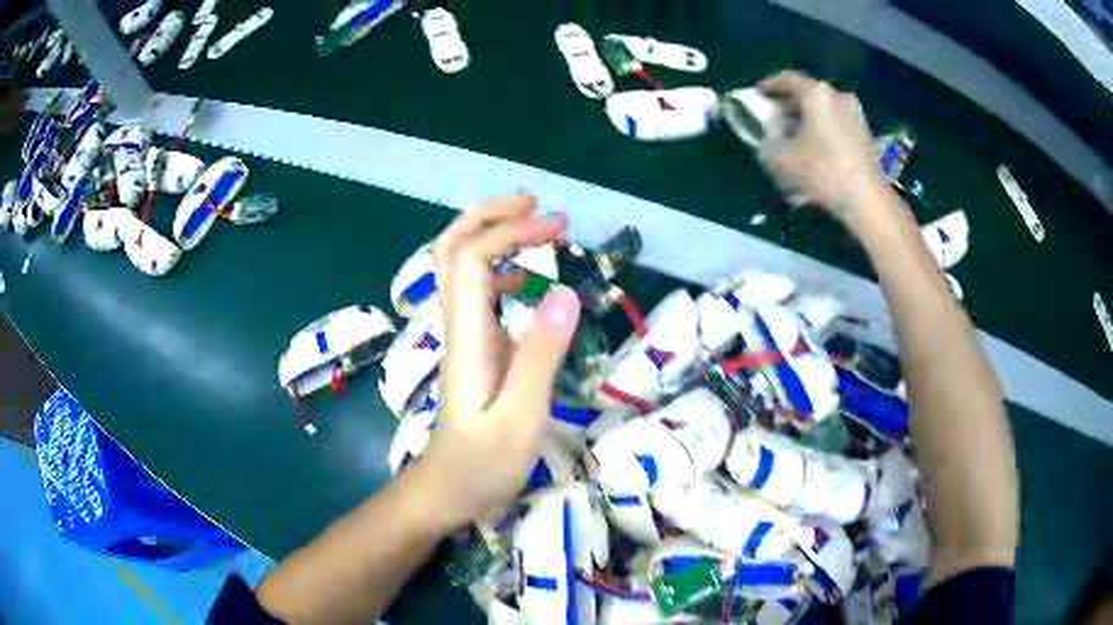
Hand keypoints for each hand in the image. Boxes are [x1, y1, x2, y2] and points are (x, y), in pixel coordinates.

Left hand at [416, 196, 580, 529]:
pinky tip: (528, 281)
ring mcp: (463, 335)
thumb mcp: (520, 418)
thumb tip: (565, 291)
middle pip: (452, 248)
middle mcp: (459, 325)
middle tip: (539, 207)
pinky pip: (477, 291)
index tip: (557, 228)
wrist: (444, 493)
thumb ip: (540, 357)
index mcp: (469, 336)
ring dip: (494, 235)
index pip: (473, 258)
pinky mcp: (474, 349)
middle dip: (491, 215)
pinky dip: (501, 268)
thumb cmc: (482, 466)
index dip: (511, 230)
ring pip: (460, 265)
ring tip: (541, 230)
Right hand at [758, 71, 885, 218]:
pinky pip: (836, 129)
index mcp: (816, 94)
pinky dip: (822, 138)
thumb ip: (766, 143)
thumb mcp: (779, 158)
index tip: (758, 94)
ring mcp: (855, 116)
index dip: (769, 86)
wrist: (866, 199)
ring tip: (794, 144)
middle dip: (789, 109)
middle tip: (775, 121)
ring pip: (823, 114)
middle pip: (807, 97)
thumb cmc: (822, 171)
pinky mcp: (865, 137)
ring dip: (807, 125)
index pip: (787, 80)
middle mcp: (838, 97)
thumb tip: (769, 139)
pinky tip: (813, 157)